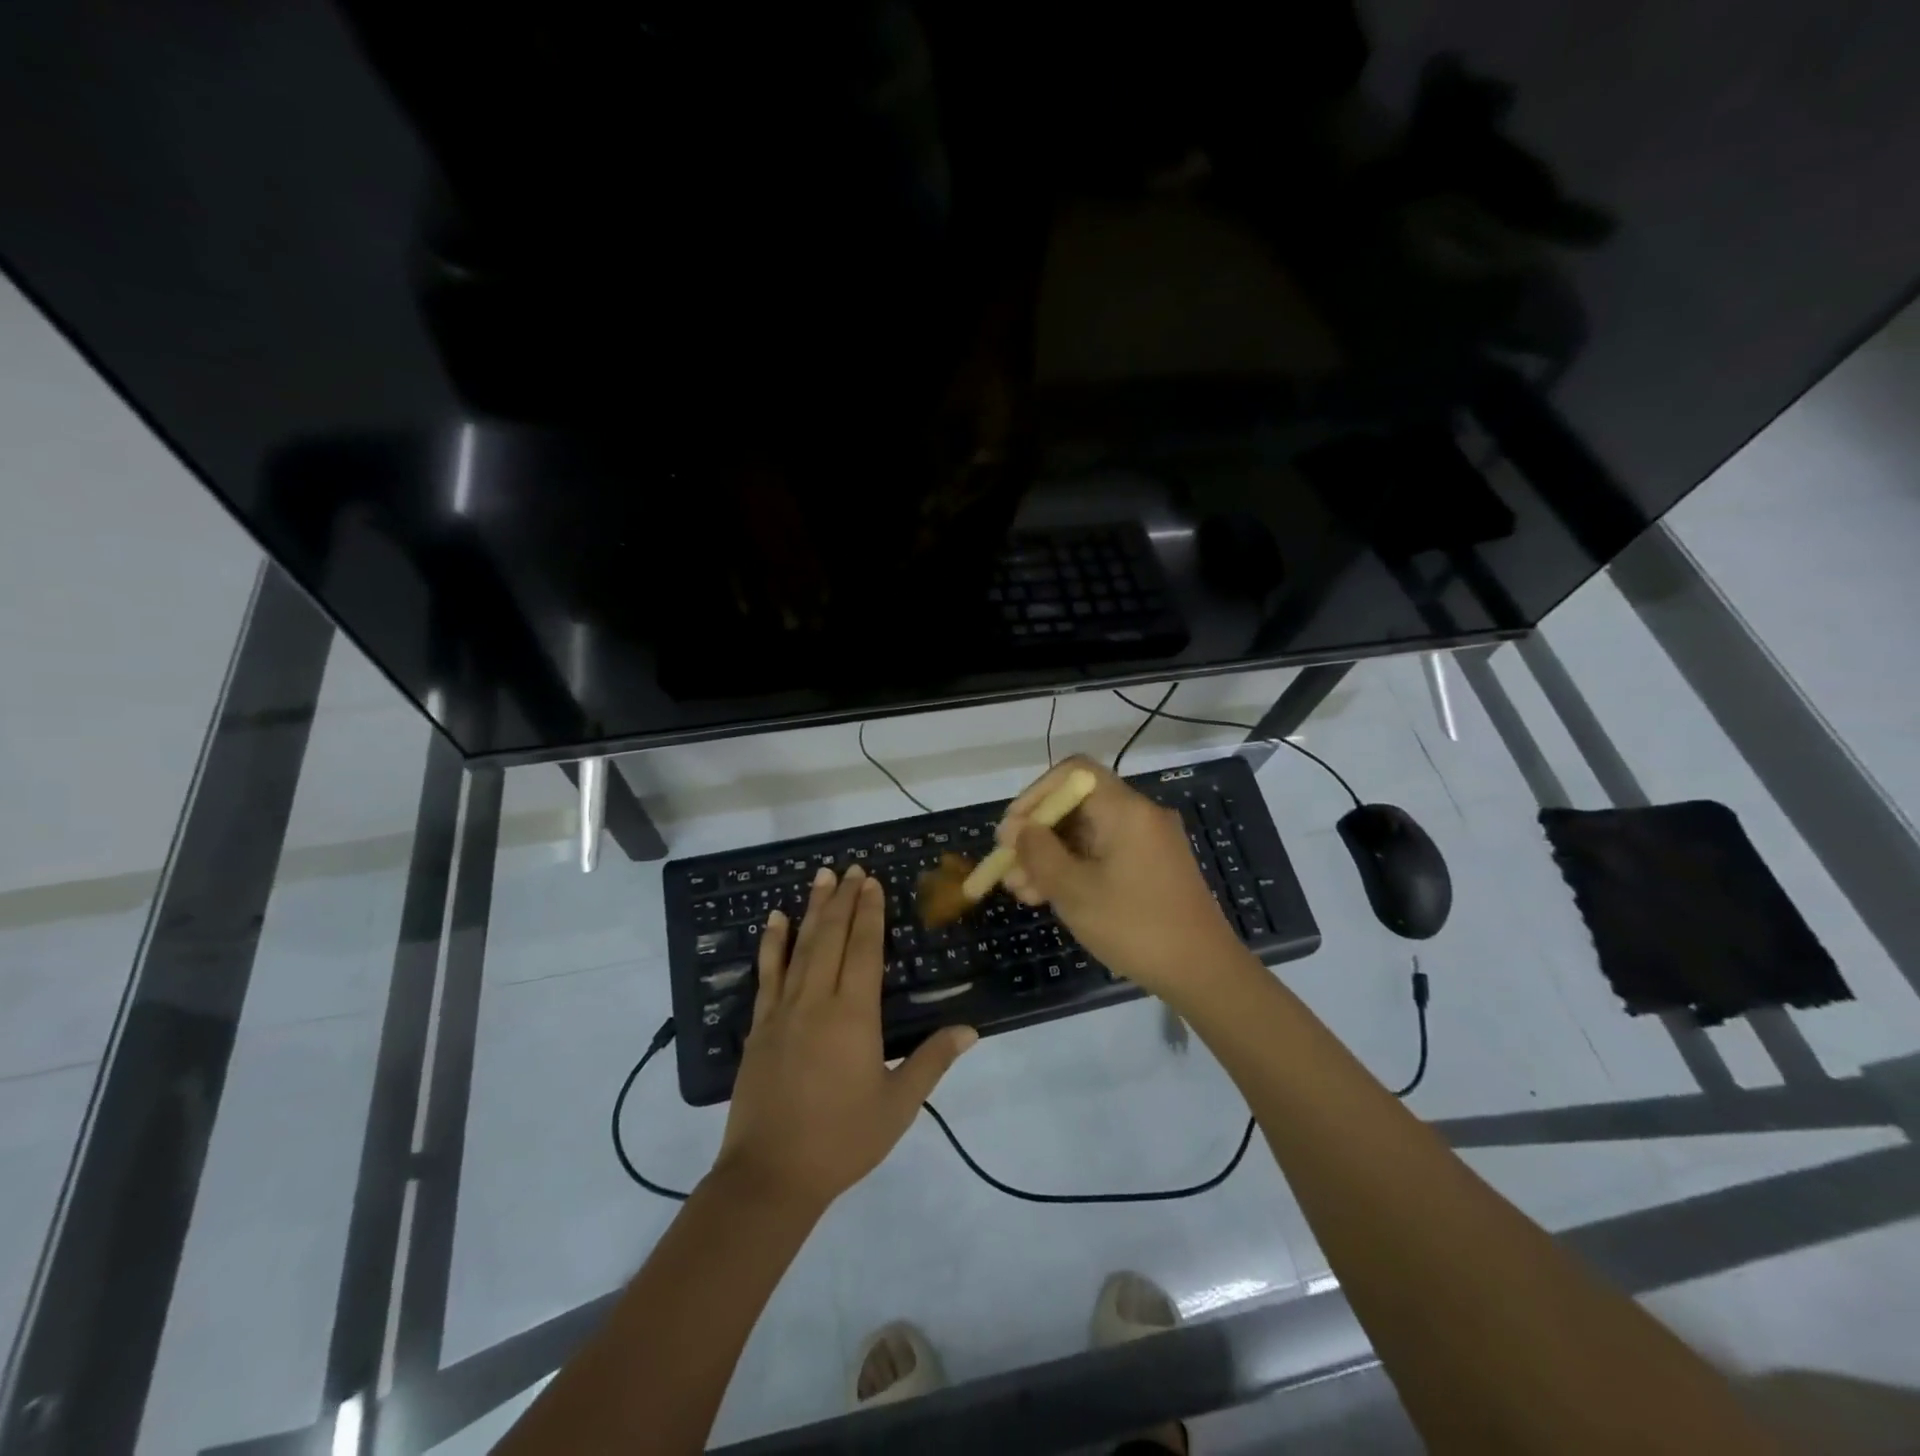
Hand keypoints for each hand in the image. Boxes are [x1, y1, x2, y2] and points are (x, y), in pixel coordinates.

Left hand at [716, 865, 976, 1212]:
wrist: (771, 1175)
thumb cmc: (842, 1139)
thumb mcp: (898, 1104)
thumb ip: (932, 1060)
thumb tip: (969, 1028)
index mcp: (854, 1016)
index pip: (864, 950)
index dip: (869, 913)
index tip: (872, 882)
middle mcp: (817, 1002)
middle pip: (832, 938)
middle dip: (843, 900)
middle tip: (851, 868)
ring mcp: (783, 1011)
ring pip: (800, 947)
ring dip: (812, 909)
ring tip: (820, 877)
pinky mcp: (760, 1026)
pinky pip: (767, 974)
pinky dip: (772, 943)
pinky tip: (774, 921)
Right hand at [998, 756, 1243, 997]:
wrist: (1202, 972)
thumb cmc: (1134, 926)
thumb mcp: (1074, 890)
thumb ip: (1039, 853)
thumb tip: (1018, 829)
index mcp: (1126, 809)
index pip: (1074, 773)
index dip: (1036, 794)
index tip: (1012, 829)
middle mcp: (1139, 816)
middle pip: (1077, 806)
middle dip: (1037, 834)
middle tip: (1007, 867)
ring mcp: (1147, 843)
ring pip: (1086, 834)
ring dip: (1050, 857)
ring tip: (1019, 891)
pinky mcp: (1150, 868)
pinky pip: (1103, 855)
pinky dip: (1073, 869)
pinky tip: (1046, 897)